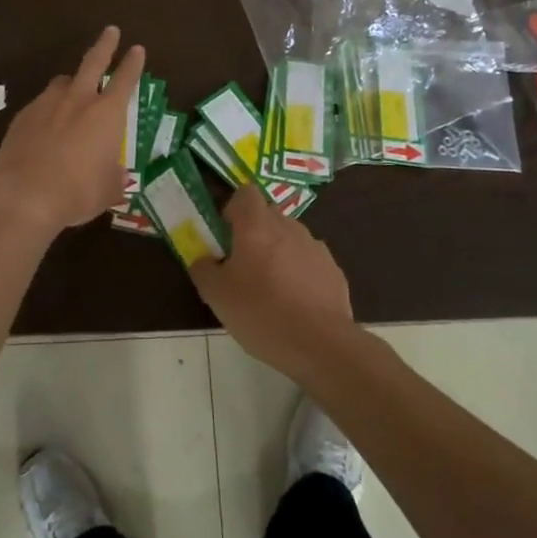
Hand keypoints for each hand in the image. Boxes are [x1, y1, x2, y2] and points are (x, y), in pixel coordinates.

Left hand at [0, 27, 145, 233]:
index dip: (133, 64)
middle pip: (93, 62)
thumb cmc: (78, 192)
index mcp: (107, 113)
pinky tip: (46, 125)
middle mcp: (79, 100)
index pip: (125, 79)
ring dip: (72, 82)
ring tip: (73, 89)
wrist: (25, 195)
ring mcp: (47, 104)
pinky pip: (41, 104)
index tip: (137, 49)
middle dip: (105, 44)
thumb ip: (115, 178)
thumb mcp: (108, 190)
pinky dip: (49, 109)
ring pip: (63, 82)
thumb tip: (118, 177)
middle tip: (111, 30)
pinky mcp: (23, 116)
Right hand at [189, 186, 357, 382]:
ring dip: (278, 252)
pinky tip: (295, 304)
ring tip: (271, 289)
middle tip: (243, 265)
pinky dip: (300, 273)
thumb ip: (203, 268)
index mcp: (257, 226)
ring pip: (290, 238)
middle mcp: (288, 227)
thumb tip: (203, 259)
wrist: (320, 344)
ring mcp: (315, 247)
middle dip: (255, 232)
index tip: (226, 235)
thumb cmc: (261, 313)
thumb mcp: (216, 295)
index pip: (246, 193)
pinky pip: (309, 261)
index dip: (234, 208)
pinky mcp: (333, 270)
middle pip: (268, 215)